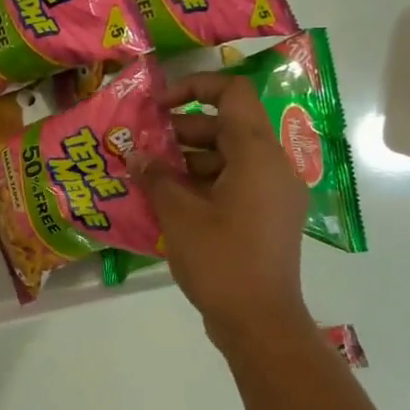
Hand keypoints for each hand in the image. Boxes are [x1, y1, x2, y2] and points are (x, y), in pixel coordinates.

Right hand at [138, 72, 311, 348]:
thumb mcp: (179, 214)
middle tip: (141, 147)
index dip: (193, 87)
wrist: (260, 322)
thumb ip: (156, 177)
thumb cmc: (221, 260)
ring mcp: (272, 194)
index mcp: (258, 155)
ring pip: (226, 157)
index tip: (157, 106)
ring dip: (186, 161)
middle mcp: (272, 167)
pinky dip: (200, 184)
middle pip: (225, 127)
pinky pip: (232, 184)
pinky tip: (165, 201)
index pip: (232, 93)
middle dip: (180, 131)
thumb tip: (137, 156)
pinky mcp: (266, 217)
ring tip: (146, 176)